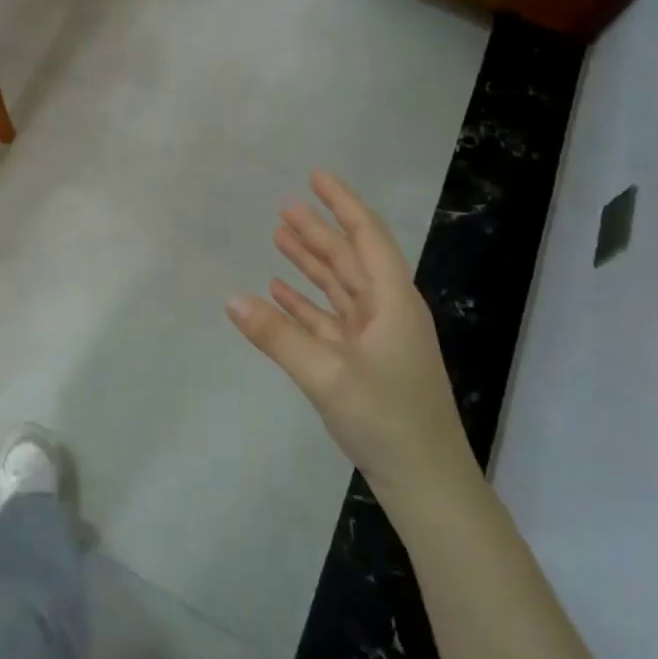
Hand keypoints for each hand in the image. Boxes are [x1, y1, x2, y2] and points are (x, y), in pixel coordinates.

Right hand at [227, 170, 476, 506]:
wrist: (425, 481)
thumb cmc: (386, 419)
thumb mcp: (327, 375)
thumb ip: (278, 336)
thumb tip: (232, 298)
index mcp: (392, 303)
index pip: (367, 238)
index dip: (342, 204)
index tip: (316, 177)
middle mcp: (386, 313)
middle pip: (349, 259)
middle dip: (319, 232)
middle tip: (284, 208)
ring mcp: (375, 339)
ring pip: (339, 288)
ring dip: (310, 264)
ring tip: (279, 238)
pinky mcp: (362, 363)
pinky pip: (329, 320)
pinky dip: (305, 304)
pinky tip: (278, 293)